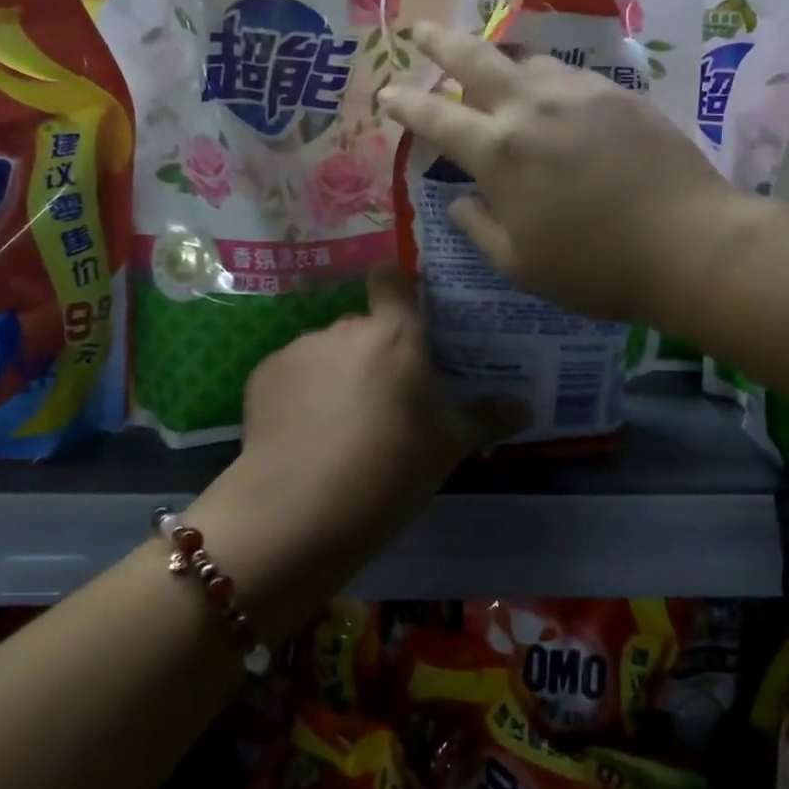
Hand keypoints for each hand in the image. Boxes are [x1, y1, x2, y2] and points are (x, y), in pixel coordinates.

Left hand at [188, 267, 523, 634]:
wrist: (300, 510)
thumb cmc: (391, 470)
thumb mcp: (448, 448)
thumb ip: (486, 418)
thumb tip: (525, 407)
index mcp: (396, 335)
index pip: (392, 278)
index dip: (397, 287)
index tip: (405, 314)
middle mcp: (346, 328)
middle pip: (364, 327)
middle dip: (373, 354)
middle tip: (383, 400)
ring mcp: (300, 349)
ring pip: (326, 352)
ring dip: (335, 374)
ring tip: (339, 426)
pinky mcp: (263, 374)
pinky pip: (292, 373)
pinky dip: (299, 393)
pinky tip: (303, 434)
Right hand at [381, 22, 732, 324]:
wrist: (689, 243)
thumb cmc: (596, 267)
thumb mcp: (521, 265)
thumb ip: (481, 228)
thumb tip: (459, 202)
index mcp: (499, 152)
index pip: (436, 117)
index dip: (405, 103)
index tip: (387, 93)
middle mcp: (532, 108)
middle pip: (476, 59)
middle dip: (441, 42)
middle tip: (422, 29)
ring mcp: (579, 94)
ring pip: (526, 58)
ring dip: (498, 55)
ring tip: (489, 58)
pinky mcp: (619, 94)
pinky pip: (568, 73)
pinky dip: (545, 75)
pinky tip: (549, 87)